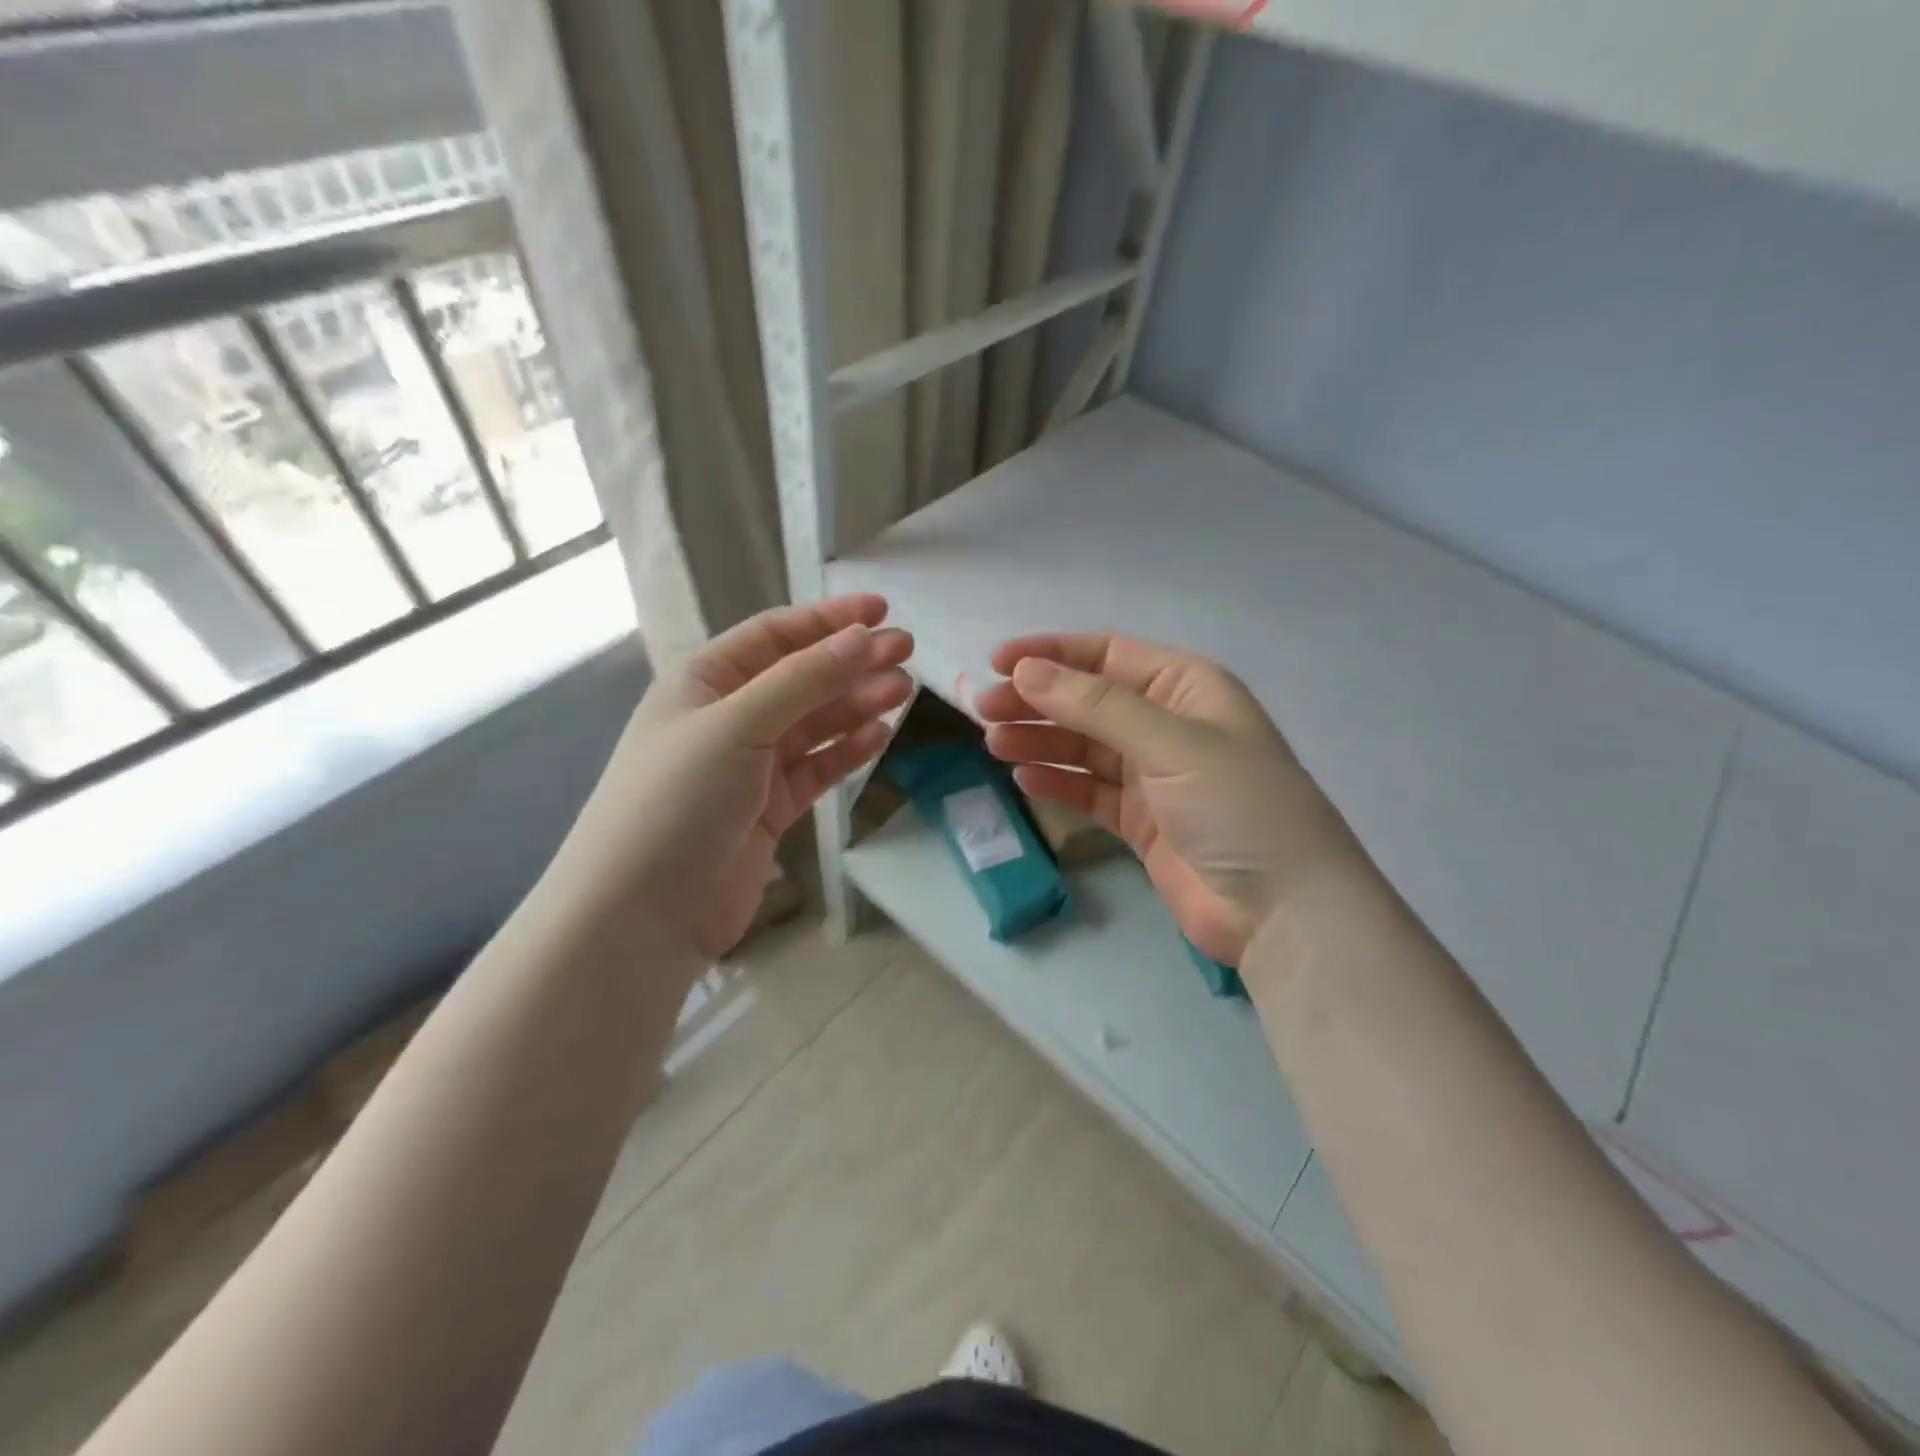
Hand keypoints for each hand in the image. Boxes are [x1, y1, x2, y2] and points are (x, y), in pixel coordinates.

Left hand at [559, 594, 912, 958]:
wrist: (641, 914)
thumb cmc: (677, 801)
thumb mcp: (737, 726)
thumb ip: (803, 680)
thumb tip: (862, 638)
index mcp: (704, 681)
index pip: (774, 635)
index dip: (828, 619)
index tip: (882, 611)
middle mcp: (727, 716)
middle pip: (801, 678)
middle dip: (852, 662)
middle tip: (907, 651)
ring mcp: (749, 766)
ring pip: (814, 724)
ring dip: (856, 704)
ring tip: (903, 691)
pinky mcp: (769, 809)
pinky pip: (815, 768)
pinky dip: (847, 751)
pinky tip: (880, 736)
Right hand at [976, 633, 1360, 966]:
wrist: (1284, 910)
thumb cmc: (1239, 807)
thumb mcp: (1172, 743)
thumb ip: (1097, 706)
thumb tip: (1027, 671)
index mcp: (1187, 688)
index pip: (1108, 655)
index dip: (1052, 655)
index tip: (997, 663)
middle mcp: (1168, 724)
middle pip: (1088, 702)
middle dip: (1036, 702)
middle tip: (983, 711)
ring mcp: (1154, 775)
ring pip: (1084, 746)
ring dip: (1040, 741)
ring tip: (994, 744)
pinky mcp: (1142, 821)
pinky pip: (1090, 791)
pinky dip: (1058, 783)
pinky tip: (1024, 780)